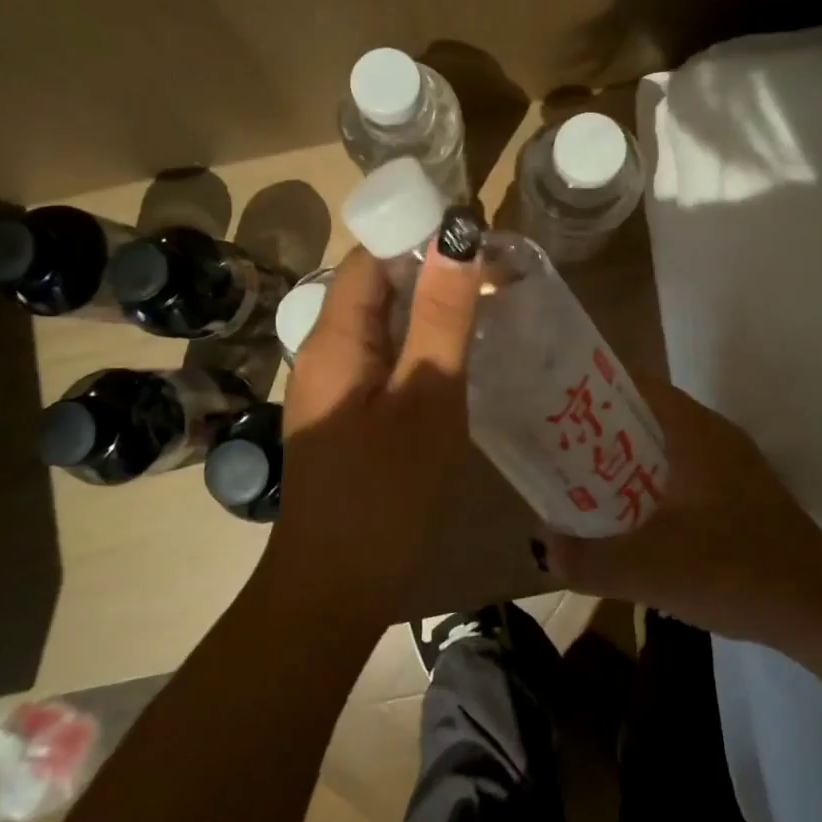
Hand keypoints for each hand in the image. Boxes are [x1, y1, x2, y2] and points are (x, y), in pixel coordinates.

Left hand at [263, 229, 482, 625]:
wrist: (335, 588)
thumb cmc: (384, 492)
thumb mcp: (427, 396)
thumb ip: (441, 315)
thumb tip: (457, 236)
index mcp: (334, 337)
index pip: (371, 255)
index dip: (418, 233)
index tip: (476, 232)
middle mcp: (326, 351)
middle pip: (376, 286)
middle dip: (431, 269)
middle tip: (495, 271)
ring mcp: (336, 385)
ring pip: (384, 323)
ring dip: (430, 306)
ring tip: (488, 304)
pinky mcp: (349, 413)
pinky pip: (386, 357)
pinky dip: (422, 343)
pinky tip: (462, 356)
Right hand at [541, 379, 821, 644]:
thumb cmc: (735, 569)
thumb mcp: (650, 569)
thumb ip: (589, 559)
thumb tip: (542, 546)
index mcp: (693, 430)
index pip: (635, 383)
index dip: (591, 388)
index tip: (552, 406)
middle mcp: (713, 436)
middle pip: (645, 415)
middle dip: (600, 430)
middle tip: (557, 452)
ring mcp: (732, 466)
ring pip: (664, 447)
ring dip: (626, 461)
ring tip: (583, 485)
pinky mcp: (741, 496)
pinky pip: (683, 474)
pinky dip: (652, 485)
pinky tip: (633, 522)